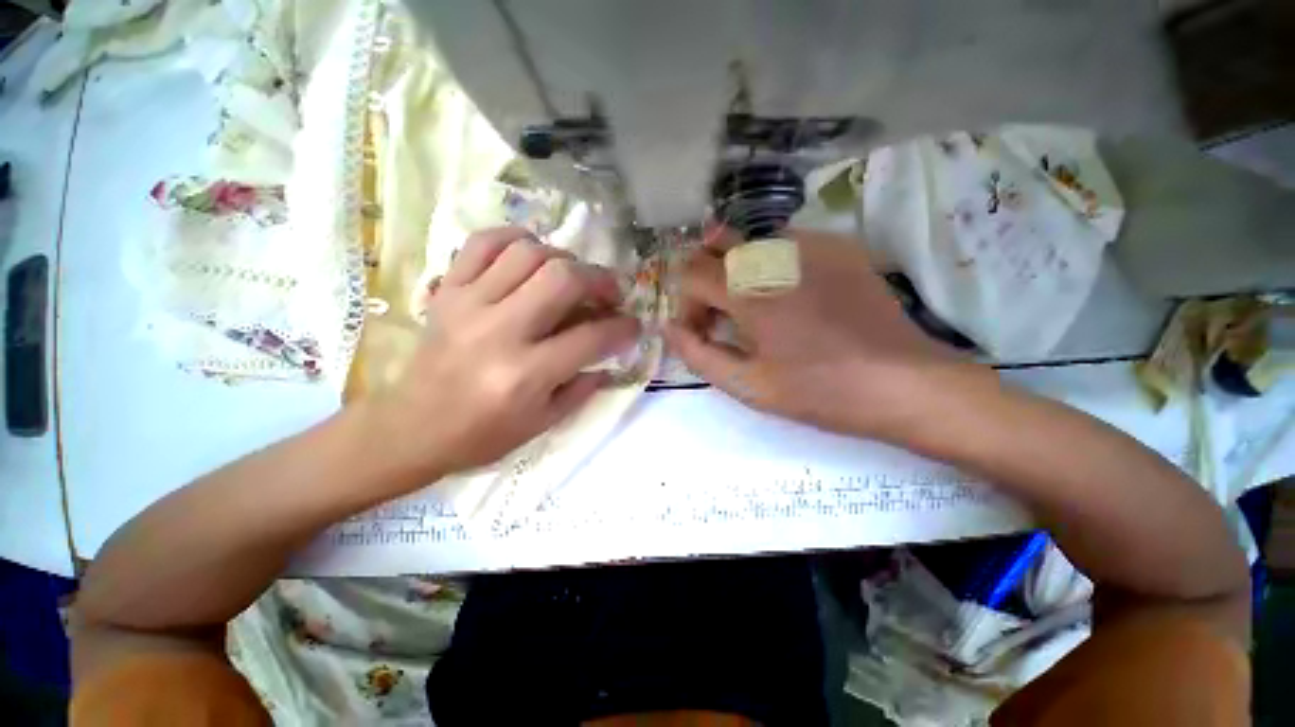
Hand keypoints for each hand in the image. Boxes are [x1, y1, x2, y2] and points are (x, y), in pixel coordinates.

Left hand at [367, 227, 639, 485]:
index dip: (623, 327)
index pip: (591, 337)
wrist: (411, 428)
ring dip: (563, 259)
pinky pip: (483, 243)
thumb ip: (584, 386)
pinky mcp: (448, 291)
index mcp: (526, 374)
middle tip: (610, 293)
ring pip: (528, 253)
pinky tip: (530, 254)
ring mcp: (469, 304)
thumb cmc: (483, 434)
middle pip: (562, 278)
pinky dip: (515, 239)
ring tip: (572, 277)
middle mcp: (499, 332)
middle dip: (599, 280)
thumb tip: (612, 354)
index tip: (634, 325)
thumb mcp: (544, 423)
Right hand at [664, 228, 965, 439]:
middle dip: (705, 280)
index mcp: (750, 290)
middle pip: (715, 245)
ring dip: (737, 272)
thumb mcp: (748, 385)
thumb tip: (669, 328)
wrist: (904, 382)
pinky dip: (771, 266)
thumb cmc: (820, 390)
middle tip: (721, 316)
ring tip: (754, 310)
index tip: (700, 333)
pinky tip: (790, 297)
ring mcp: (812, 244)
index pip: (691, 274)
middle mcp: (776, 254)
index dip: (686, 304)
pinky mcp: (839, 247)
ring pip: (749, 242)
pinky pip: (786, 243)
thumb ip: (698, 354)